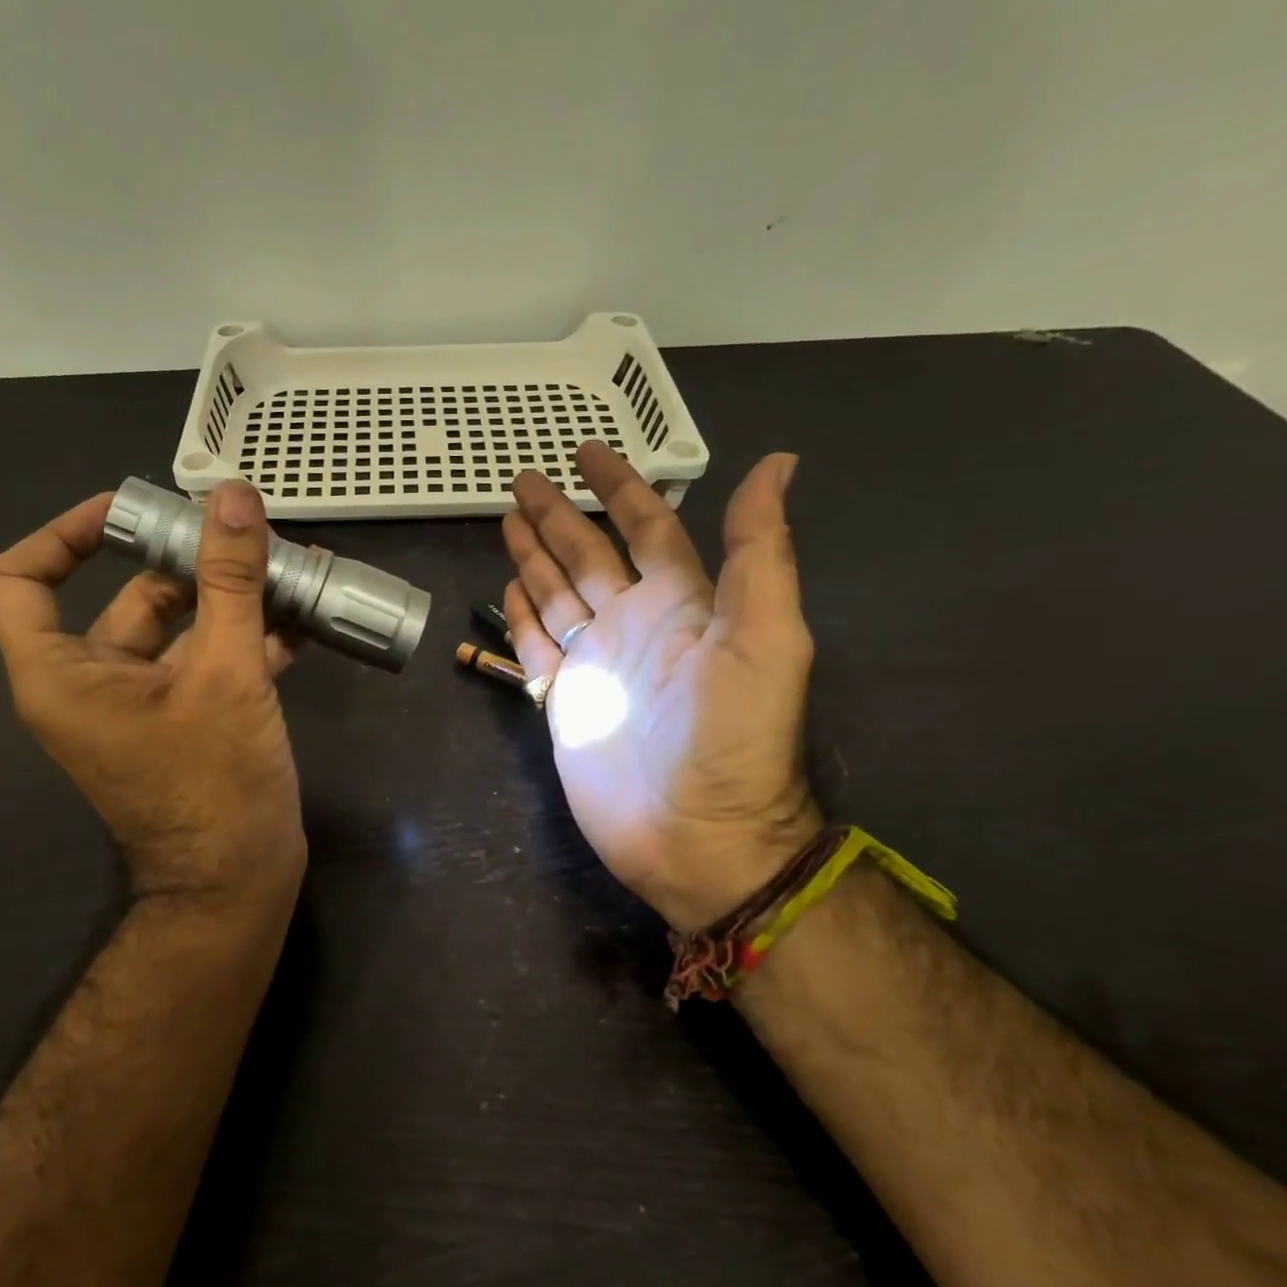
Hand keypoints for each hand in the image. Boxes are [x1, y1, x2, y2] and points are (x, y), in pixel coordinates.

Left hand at [0, 480, 304, 911]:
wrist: (237, 885)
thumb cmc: (215, 785)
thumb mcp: (226, 674)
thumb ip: (230, 583)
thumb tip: (235, 498)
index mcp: (64, 674)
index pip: (19, 581)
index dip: (64, 533)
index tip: (128, 509)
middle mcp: (94, 685)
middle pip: (129, 596)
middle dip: (194, 561)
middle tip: (251, 533)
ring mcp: (146, 706)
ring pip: (183, 629)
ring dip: (235, 598)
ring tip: (295, 566)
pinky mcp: (189, 722)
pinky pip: (210, 662)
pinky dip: (250, 637)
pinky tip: (305, 617)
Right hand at [502, 442, 822, 929]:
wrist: (694, 834)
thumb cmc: (731, 737)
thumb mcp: (765, 638)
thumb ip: (760, 552)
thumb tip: (778, 462)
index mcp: (682, 602)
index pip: (646, 527)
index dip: (619, 487)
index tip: (587, 452)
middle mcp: (635, 624)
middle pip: (589, 556)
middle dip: (558, 516)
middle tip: (524, 480)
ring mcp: (596, 663)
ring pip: (558, 595)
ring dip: (535, 557)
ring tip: (508, 522)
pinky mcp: (565, 701)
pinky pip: (538, 646)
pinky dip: (522, 616)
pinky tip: (509, 589)